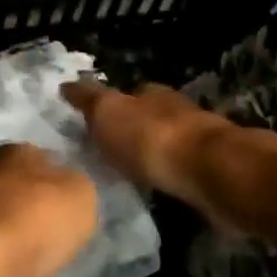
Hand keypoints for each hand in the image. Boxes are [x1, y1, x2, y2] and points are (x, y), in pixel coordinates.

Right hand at [62, 80, 228, 210]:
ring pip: (165, 146)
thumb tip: (65, 84)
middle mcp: (176, 111)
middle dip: (130, 132)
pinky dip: (165, 179)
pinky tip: (154, 191)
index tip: (91, 125)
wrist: (210, 172)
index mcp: (151, 93)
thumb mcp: (108, 112)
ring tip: (126, 177)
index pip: (125, 94)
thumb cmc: (152, 137)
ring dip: (149, 158)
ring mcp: (197, 142)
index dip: (108, 107)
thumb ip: (88, 100)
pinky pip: (178, 173)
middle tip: (105, 152)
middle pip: (147, 118)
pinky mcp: (211, 172)